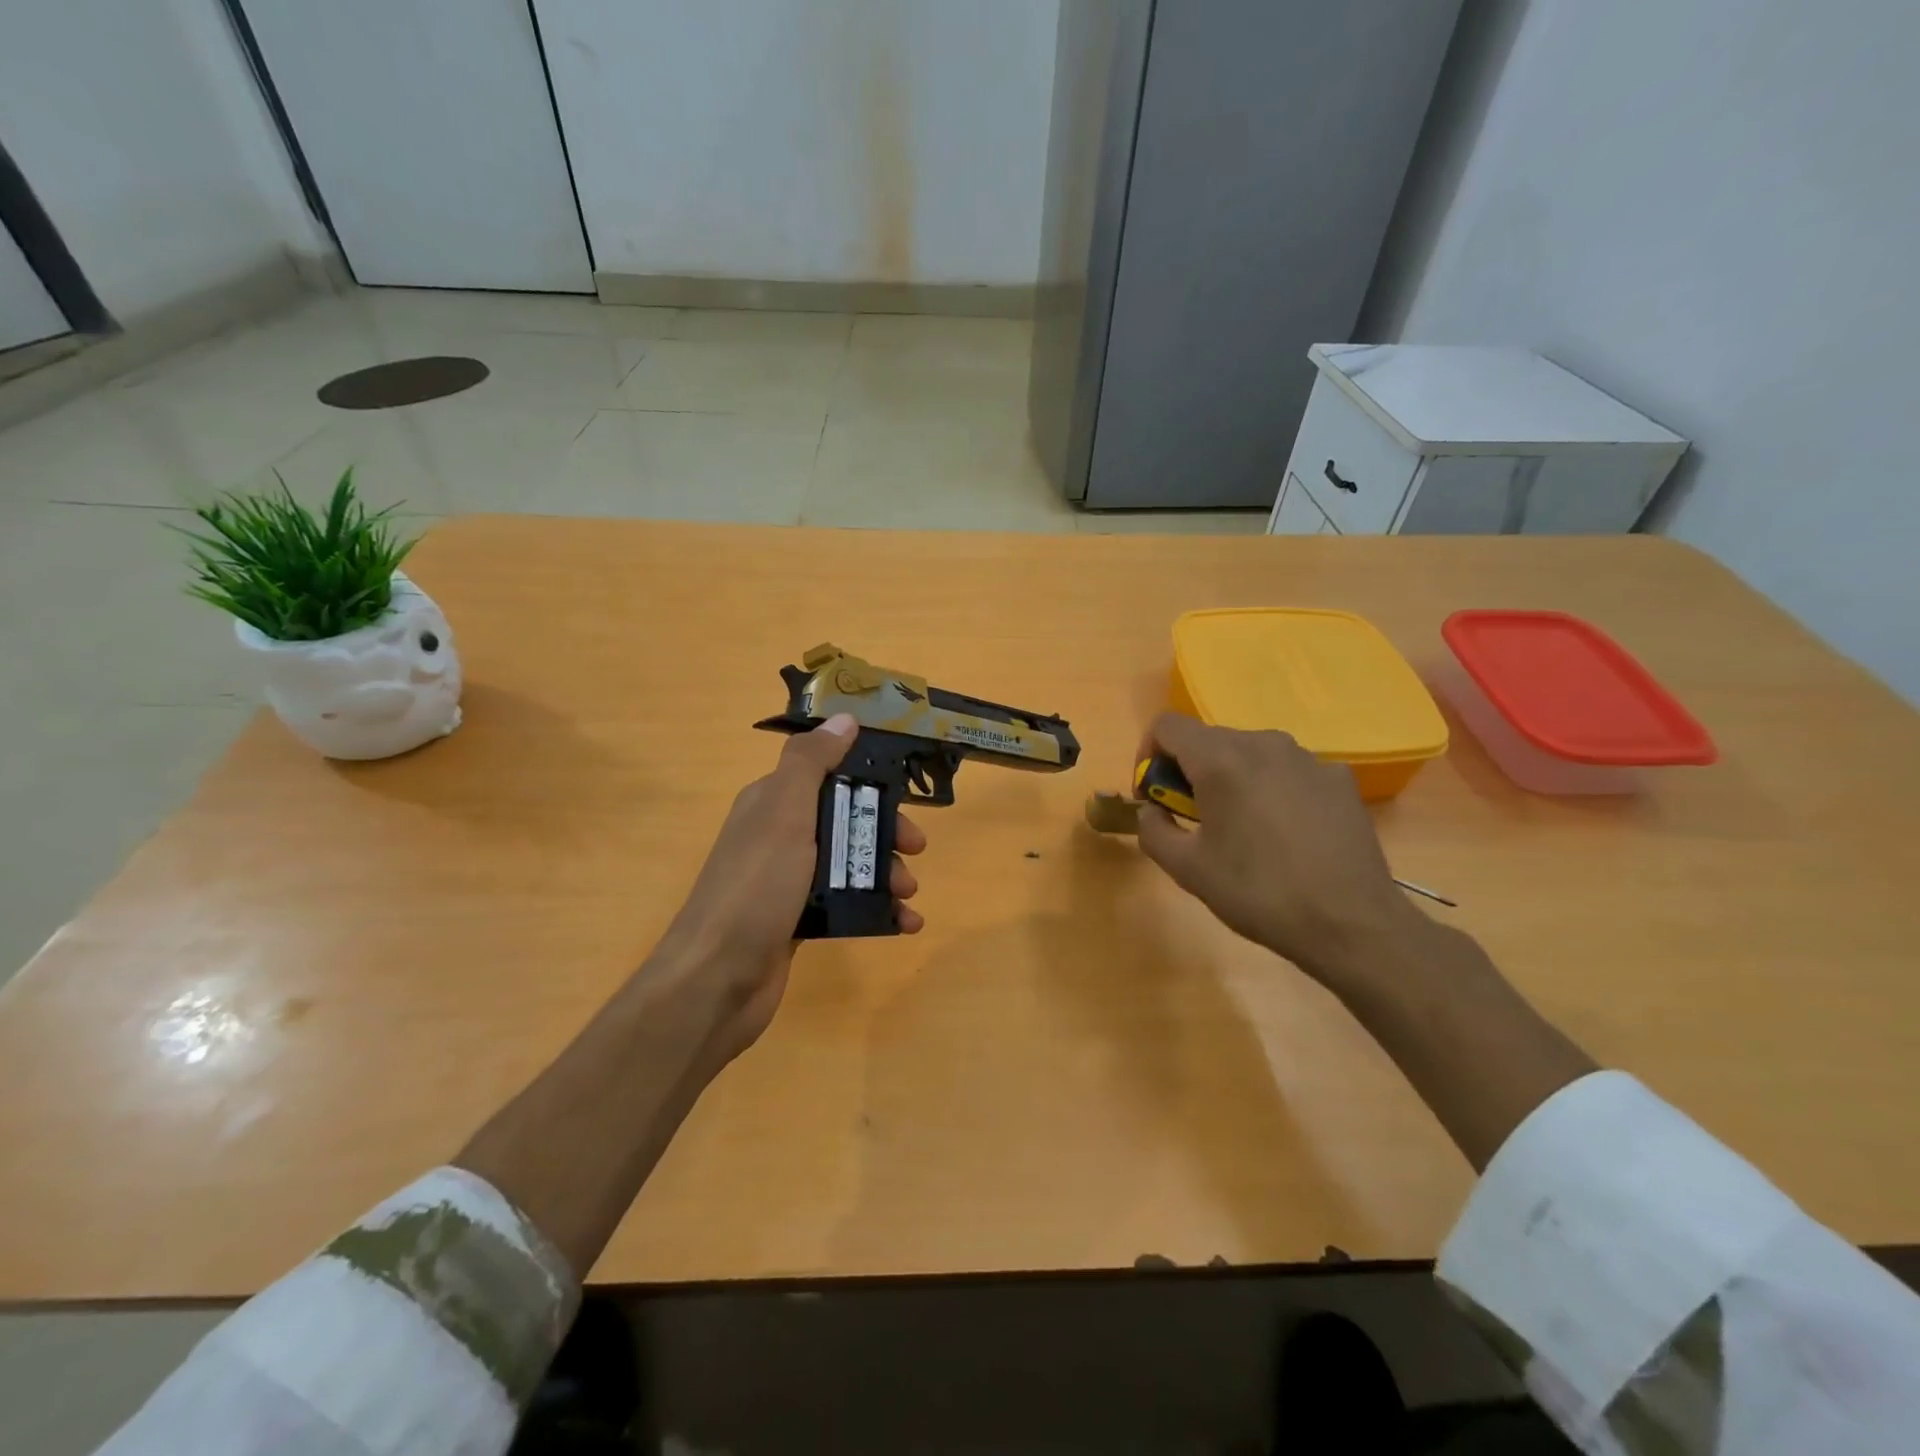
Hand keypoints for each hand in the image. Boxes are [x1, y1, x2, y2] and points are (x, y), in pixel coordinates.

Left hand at [658, 713, 925, 1064]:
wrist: (716, 980)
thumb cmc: (756, 887)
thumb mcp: (784, 812)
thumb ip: (811, 762)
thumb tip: (844, 718)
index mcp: (772, 803)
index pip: (829, 775)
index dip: (870, 781)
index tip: (906, 796)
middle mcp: (779, 836)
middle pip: (845, 820)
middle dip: (885, 832)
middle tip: (915, 850)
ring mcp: (788, 881)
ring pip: (849, 863)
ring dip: (886, 872)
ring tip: (909, 894)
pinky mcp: (797, 920)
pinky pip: (846, 904)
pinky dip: (878, 910)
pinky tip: (906, 924)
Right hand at [1134, 713, 1418, 984]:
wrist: (1350, 922)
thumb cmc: (1258, 893)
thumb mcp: (1186, 869)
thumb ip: (1152, 829)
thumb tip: (1152, 810)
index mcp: (1220, 760)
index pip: (1166, 725)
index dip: (1148, 755)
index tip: (1155, 795)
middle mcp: (1264, 744)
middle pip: (1208, 738)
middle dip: (1188, 770)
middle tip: (1192, 817)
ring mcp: (1307, 758)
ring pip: (1250, 751)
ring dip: (1231, 777)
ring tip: (1241, 826)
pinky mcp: (1339, 778)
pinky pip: (1288, 769)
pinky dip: (1272, 788)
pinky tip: (1285, 832)